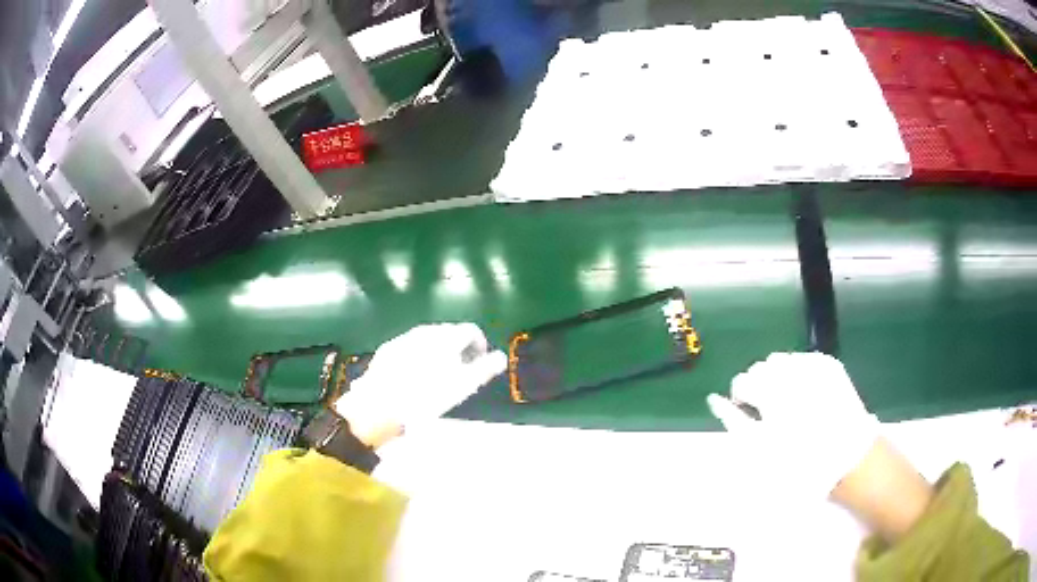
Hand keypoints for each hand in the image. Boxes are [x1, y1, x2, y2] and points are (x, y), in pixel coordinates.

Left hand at [334, 323, 506, 448]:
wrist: (381, 403)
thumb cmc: (427, 396)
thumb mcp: (463, 385)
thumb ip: (484, 369)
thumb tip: (500, 358)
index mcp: (446, 337)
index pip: (470, 331)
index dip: (480, 344)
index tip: (481, 360)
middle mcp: (425, 331)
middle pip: (448, 332)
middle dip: (458, 347)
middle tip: (461, 368)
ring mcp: (404, 338)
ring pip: (427, 339)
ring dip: (438, 350)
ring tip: (439, 373)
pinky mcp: (388, 349)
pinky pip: (409, 347)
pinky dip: (418, 355)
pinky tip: (414, 374)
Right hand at [707, 352, 879, 499]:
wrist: (848, 458)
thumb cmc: (799, 462)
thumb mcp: (760, 449)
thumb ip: (734, 421)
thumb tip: (715, 400)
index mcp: (771, 392)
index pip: (742, 382)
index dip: (740, 398)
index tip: (746, 411)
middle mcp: (791, 370)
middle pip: (761, 368)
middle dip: (759, 386)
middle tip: (768, 409)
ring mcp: (812, 364)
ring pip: (782, 361)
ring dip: (778, 377)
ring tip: (787, 401)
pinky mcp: (829, 364)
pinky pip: (803, 360)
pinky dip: (798, 374)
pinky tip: (805, 393)